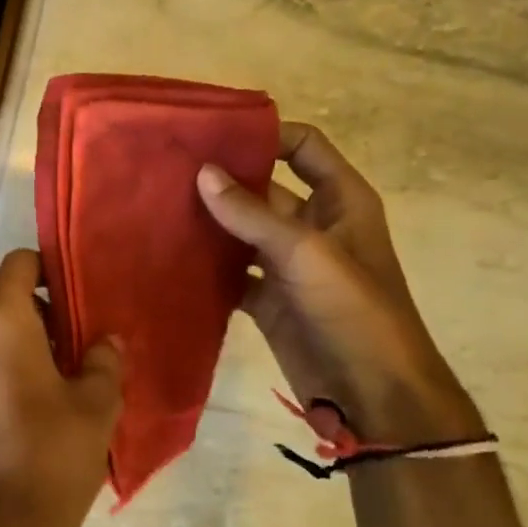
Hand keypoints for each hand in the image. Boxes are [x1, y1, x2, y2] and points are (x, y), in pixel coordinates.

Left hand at [0, 249, 122, 526]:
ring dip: (8, 325)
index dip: (44, 267)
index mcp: (1, 320)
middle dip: (21, 296)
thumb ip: (103, 359)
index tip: (71, 287)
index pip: (16, 264)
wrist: (11, 519)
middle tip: (61, 324)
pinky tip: (31, 383)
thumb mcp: (98, 400)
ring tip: (51, 356)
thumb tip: (107, 340)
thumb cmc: (58, 449)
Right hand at [197, 123, 482, 445]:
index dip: (266, 135)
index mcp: (340, 201)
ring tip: (157, 209)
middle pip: (262, 189)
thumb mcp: (306, 254)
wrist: (371, 393)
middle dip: (222, 181)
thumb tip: (203, 172)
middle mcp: (312, 226)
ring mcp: (287, 265)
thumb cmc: (353, 311)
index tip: (213, 133)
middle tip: (167, 172)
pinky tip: (169, 258)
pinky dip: (206, 268)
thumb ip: (252, 215)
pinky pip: (231, 274)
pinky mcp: (266, 300)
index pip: (304, 147)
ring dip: (208, 224)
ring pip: (241, 233)